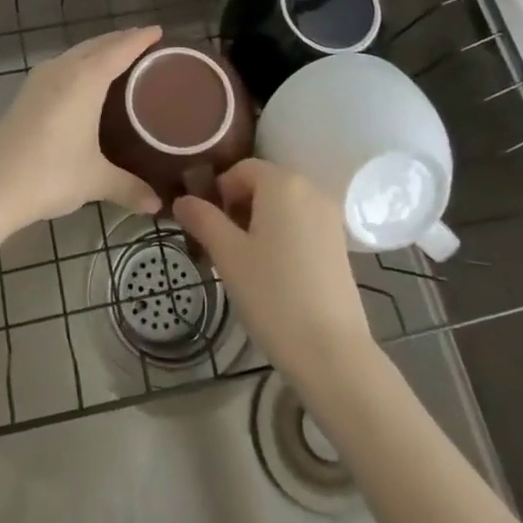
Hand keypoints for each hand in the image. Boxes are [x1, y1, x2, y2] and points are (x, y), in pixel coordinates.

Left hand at [0, 27, 163, 233]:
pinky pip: (62, 64)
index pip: (120, 49)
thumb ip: (129, 187)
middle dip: (121, 40)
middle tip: (145, 42)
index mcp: (86, 79)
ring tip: (119, 57)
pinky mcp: (26, 92)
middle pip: (97, 44)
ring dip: (98, 49)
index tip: (159, 30)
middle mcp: (63, 69)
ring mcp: (40, 78)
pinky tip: (85, 79)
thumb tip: (158, 206)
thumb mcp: (95, 180)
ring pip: (76, 53)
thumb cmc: (50, 174)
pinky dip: (81, 62)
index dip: (140, 38)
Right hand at [173, 159, 373, 382]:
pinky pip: (302, 224)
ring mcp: (330, 217)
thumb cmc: (273, 295)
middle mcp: (311, 189)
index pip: (241, 169)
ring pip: (283, 206)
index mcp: (282, 183)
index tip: (207, 226)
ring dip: (259, 222)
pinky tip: (274, 273)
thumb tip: (182, 200)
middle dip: (238, 207)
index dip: (219, 192)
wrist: (332, 352)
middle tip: (221, 246)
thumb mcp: (228, 255)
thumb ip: (203, 220)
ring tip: (245, 262)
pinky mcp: (340, 244)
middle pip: (264, 184)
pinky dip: (283, 235)